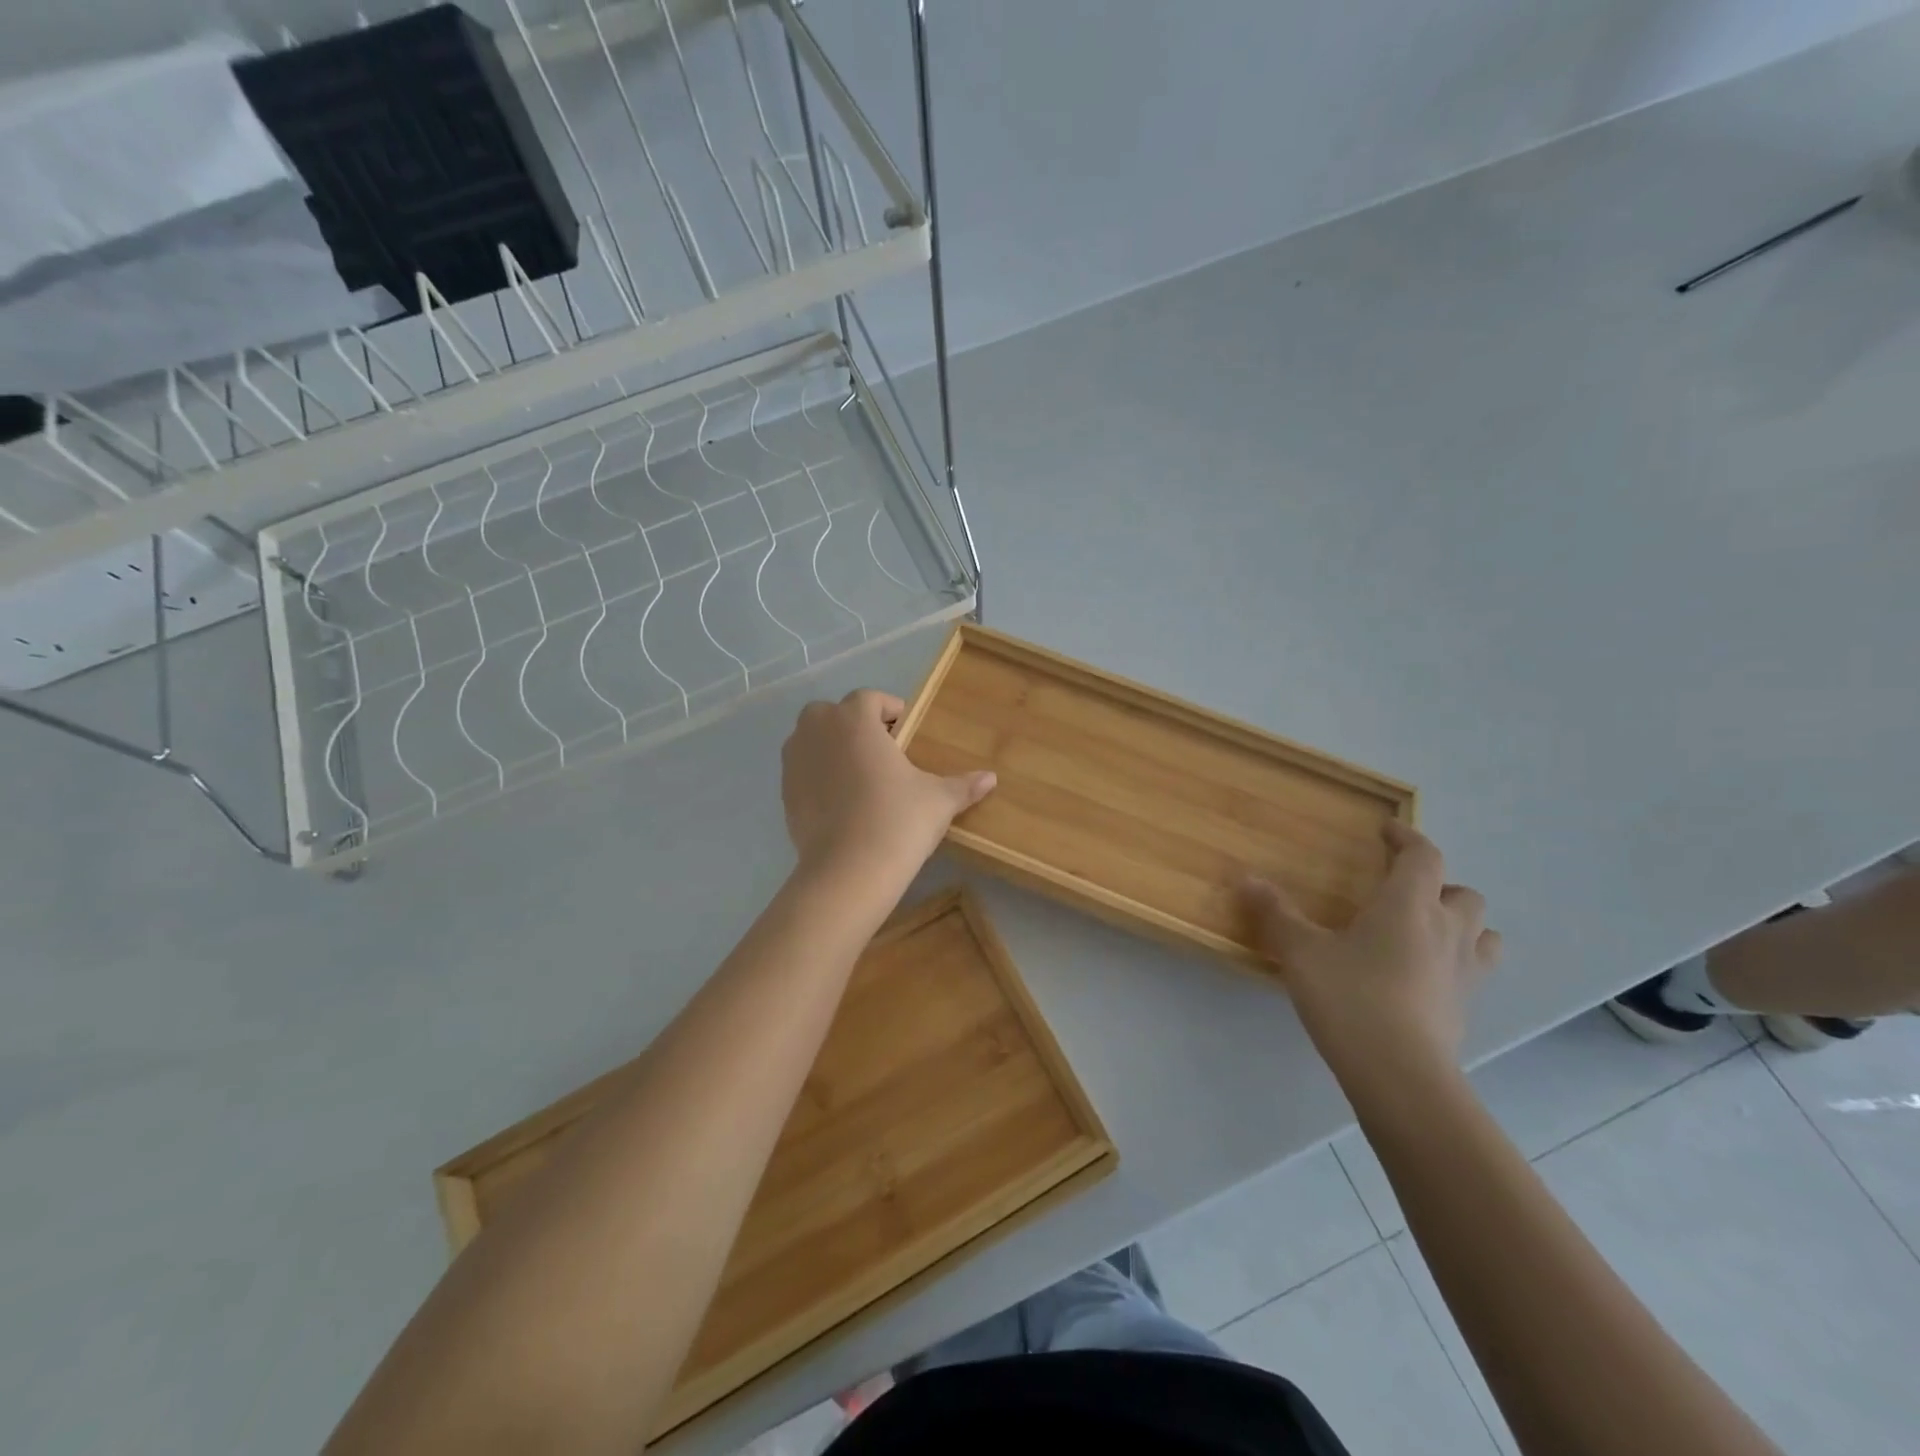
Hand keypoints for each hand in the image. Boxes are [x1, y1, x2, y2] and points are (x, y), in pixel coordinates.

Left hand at [781, 690, 996, 878]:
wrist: (848, 870)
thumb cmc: (898, 820)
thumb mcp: (938, 800)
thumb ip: (963, 785)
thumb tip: (992, 778)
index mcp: (855, 720)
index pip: (869, 698)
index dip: (889, 710)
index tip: (905, 730)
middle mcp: (818, 730)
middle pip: (832, 713)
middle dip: (854, 724)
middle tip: (881, 751)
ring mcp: (795, 761)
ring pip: (811, 739)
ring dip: (832, 747)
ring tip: (860, 775)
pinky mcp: (785, 792)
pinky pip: (803, 770)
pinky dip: (818, 775)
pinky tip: (841, 802)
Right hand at [1238, 822, 1501, 1073]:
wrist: (1400, 1074)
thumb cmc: (1350, 998)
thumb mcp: (1301, 952)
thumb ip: (1275, 914)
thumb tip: (1246, 879)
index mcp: (1408, 905)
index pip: (1424, 856)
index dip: (1407, 838)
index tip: (1387, 831)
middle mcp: (1447, 931)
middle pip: (1464, 893)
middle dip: (1438, 885)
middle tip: (1402, 892)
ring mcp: (1464, 972)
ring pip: (1482, 933)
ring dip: (1460, 924)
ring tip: (1426, 931)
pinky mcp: (1466, 1008)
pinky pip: (1474, 971)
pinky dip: (1456, 962)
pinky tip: (1423, 976)